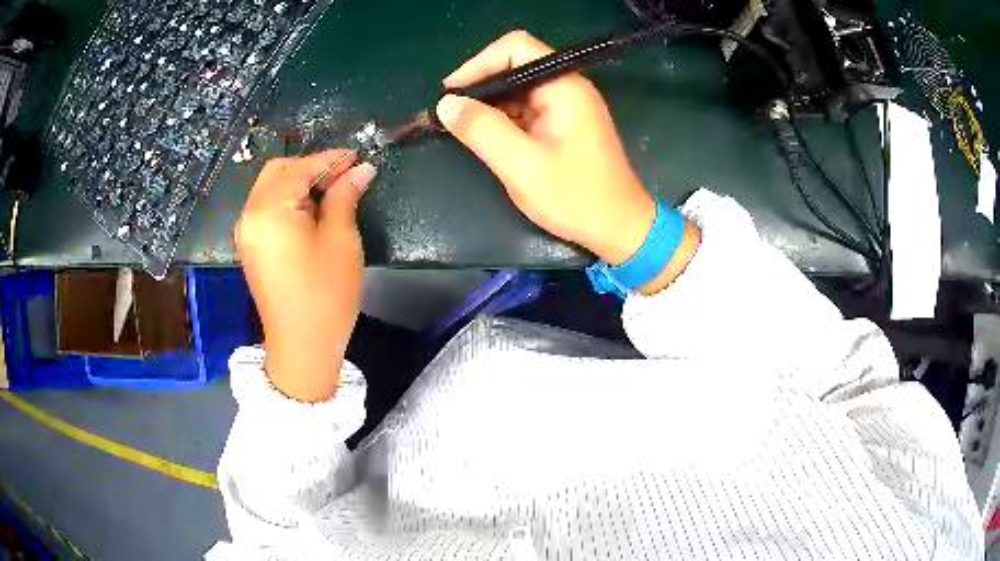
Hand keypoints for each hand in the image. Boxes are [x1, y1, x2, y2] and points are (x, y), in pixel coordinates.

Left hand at [235, 150, 376, 401]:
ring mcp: (246, 232)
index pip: (301, 168)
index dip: (331, 159)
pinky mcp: (251, 247)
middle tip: (344, 178)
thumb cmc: (325, 293)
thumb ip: (345, 196)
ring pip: (271, 189)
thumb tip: (361, 169)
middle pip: (278, 171)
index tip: (359, 157)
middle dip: (311, 168)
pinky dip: (288, 202)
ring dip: (299, 184)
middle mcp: (250, 214)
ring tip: (332, 195)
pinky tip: (311, 213)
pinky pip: (266, 209)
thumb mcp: (340, 240)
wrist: (302, 346)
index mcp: (269, 209)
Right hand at [438, 31, 699, 293]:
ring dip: (490, 104)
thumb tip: (446, 104)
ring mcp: (567, 105)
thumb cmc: (576, 198)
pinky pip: (526, 108)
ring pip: (518, 89)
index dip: (479, 63)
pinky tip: (487, 137)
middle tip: (451, 113)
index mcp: (564, 87)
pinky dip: (503, 118)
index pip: (517, 48)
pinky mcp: (564, 123)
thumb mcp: (522, 166)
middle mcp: (567, 88)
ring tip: (463, 128)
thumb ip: (483, 130)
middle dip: (481, 86)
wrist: (619, 229)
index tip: (450, 92)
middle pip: (516, 65)